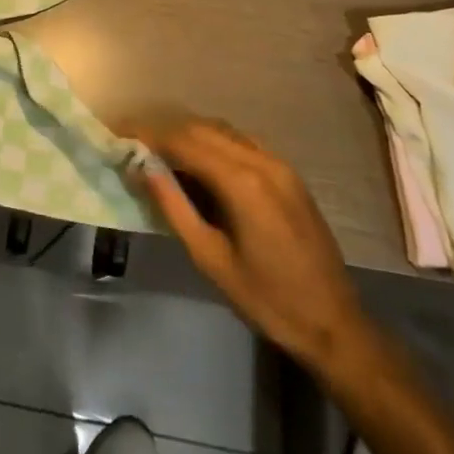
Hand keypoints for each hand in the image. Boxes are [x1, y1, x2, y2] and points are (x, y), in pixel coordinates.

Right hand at [126, 118, 367, 369]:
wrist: (334, 324)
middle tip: (133, 143)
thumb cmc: (266, 299)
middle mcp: (262, 160)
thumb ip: (174, 207)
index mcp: (242, 181)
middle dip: (165, 132)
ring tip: (159, 152)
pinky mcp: (289, 175)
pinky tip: (199, 163)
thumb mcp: (210, 258)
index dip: (148, 135)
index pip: (184, 142)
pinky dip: (215, 143)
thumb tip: (141, 168)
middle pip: (202, 129)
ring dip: (189, 135)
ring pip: (224, 132)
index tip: (119, 134)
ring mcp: (280, 165)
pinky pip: (243, 143)